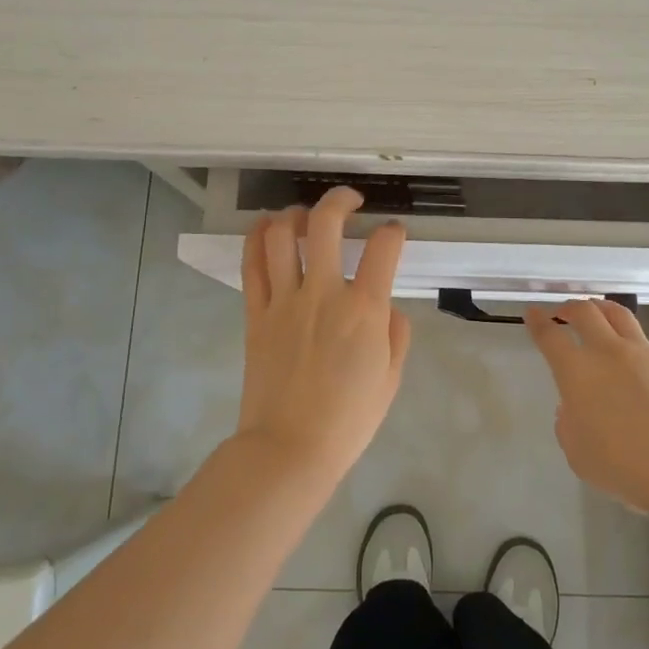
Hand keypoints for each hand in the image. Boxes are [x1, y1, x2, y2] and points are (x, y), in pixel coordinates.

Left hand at [237, 186, 411, 489]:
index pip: (384, 247)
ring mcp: (284, 301)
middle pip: (325, 223)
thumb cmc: (349, 419)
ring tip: (305, 216)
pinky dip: (257, 237)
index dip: (393, 232)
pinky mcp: (256, 314)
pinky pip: (252, 264)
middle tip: (351, 200)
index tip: (394, 234)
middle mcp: (322, 293)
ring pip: (281, 235)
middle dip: (341, 199)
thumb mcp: (392, 378)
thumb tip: (387, 307)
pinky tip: (267, 227)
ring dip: (295, 214)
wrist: (290, 448)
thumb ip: (396, 333)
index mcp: (364, 309)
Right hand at [525, 299, 648, 516]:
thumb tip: (574, 407)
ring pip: (618, 314)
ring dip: (601, 309)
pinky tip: (635, 359)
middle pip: (584, 312)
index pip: (549, 336)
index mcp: (577, 371)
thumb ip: (569, 424)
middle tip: (563, 312)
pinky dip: (631, 341)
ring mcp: (644, 352)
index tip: (532, 313)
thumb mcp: (578, 453)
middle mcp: (608, 351)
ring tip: (597, 313)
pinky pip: (645, 342)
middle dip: (569, 307)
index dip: (537, 322)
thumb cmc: (624, 465)